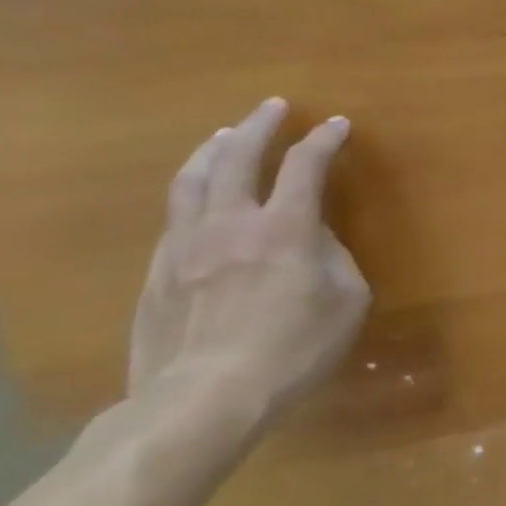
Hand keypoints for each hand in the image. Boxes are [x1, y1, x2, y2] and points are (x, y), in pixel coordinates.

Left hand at [128, 98, 371, 427]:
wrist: (204, 397)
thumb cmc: (294, 349)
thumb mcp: (347, 301)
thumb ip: (334, 258)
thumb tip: (316, 239)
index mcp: (286, 229)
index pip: (306, 166)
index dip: (324, 140)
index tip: (337, 124)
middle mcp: (231, 223)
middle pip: (238, 157)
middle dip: (259, 126)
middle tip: (273, 108)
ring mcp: (186, 245)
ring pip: (193, 179)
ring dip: (214, 149)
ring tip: (226, 136)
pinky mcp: (158, 271)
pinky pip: (176, 215)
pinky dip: (194, 191)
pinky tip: (200, 197)